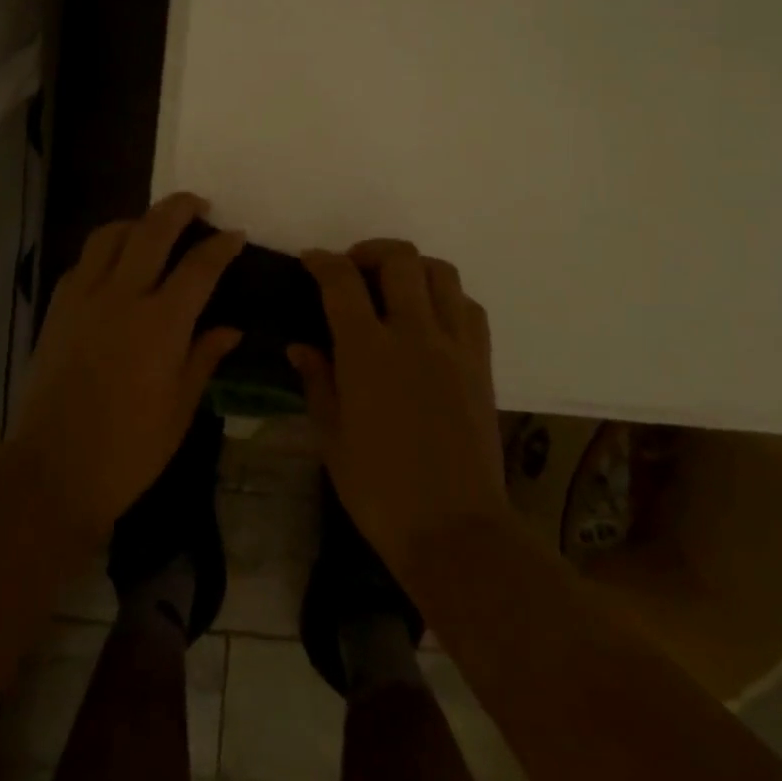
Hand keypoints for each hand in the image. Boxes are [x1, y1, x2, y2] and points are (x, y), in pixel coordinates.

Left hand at [12, 193, 244, 539]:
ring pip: (109, 235)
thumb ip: (205, 357)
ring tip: (152, 227)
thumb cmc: (130, 448)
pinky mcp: (57, 309)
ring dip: (136, 222)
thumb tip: (231, 328)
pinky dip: (103, 250)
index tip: (235, 234)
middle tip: (197, 204)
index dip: (221, 245)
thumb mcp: (181, 407)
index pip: (199, 266)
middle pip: (152, 231)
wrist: (55, 468)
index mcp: (162, 323)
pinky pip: (82, 262)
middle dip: (179, 208)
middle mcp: (122, 297)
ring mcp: (84, 298)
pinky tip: (114, 264)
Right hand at [289, 240, 509, 584]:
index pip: (341, 281)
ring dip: (413, 267)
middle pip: (399, 260)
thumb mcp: (331, 436)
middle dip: (370, 251)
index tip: (310, 261)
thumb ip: (317, 380)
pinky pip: (469, 307)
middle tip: (353, 269)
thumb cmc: (379, 488)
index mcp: (367, 351)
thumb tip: (300, 345)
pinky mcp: (482, 363)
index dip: (322, 262)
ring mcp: (454, 346)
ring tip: (394, 287)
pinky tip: (431, 318)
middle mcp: (414, 334)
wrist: (454, 529)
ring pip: (441, 273)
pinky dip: (446, 297)